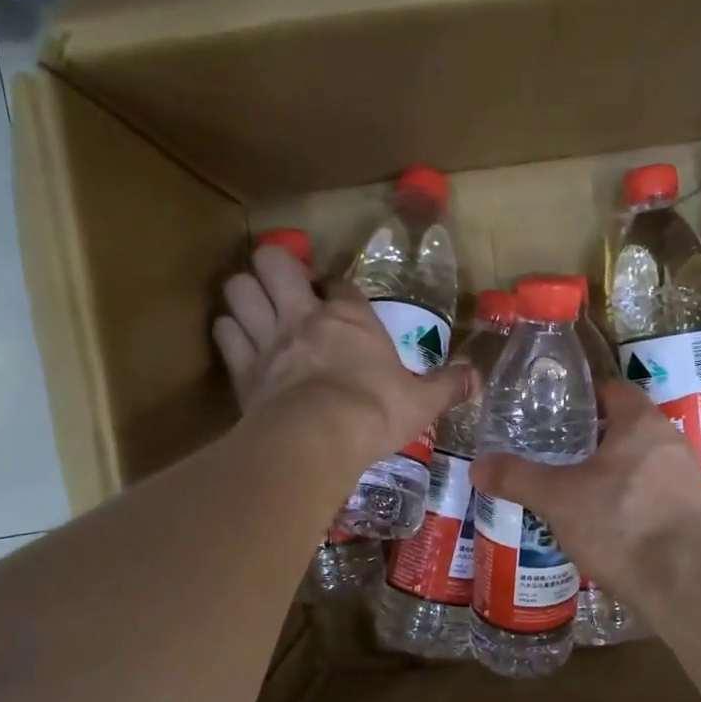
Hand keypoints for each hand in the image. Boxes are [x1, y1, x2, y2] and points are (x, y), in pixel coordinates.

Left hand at [213, 246, 471, 460]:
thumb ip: (448, 386)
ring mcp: (268, 338)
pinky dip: (228, 332)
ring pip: (238, 289)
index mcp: (351, 320)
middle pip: (274, 261)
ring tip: (254, 309)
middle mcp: (304, 317)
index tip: (340, 305)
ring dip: (244, 294)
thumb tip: (477, 377)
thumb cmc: (375, 413)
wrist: (319, 439)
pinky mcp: (242, 367)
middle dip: (275, 267)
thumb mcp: (422, 402)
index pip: (340, 285)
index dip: (337, 291)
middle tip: (284, 289)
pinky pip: (223, 331)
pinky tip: (237, 342)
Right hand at [471, 379, 700, 606]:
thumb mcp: (557, 498)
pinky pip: (654, 491)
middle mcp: (671, 441)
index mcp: (641, 423)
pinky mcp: (693, 511)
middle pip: (626, 426)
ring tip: (576, 489)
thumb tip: (477, 466)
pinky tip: (606, 522)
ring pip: (641, 461)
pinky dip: (630, 498)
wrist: (680, 581)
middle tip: (557, 453)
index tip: (555, 413)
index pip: (612, 390)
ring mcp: (687, 477)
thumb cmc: (618, 523)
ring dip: (612, 470)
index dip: (583, 397)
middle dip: (593, 438)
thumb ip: (516, 478)